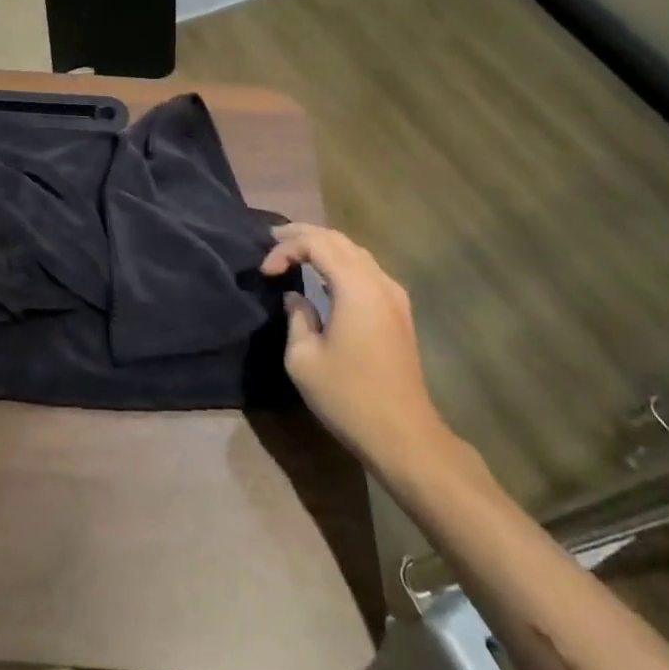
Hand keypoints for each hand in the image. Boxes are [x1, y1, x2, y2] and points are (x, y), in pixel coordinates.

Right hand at [261, 223, 452, 472]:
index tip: (265, 272)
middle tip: (273, 238)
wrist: (403, 434)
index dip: (286, 249)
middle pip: (339, 240)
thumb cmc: (348, 397)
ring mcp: (394, 296)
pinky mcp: (399, 312)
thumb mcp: (304, 358)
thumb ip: (297, 317)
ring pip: (356, 252)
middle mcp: (379, 282)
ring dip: (324, 246)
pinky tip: (325, 274)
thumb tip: (296, 297)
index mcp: (356, 288)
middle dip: (304, 235)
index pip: (317, 244)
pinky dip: (341, 262)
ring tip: (295, 250)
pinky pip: (367, 270)